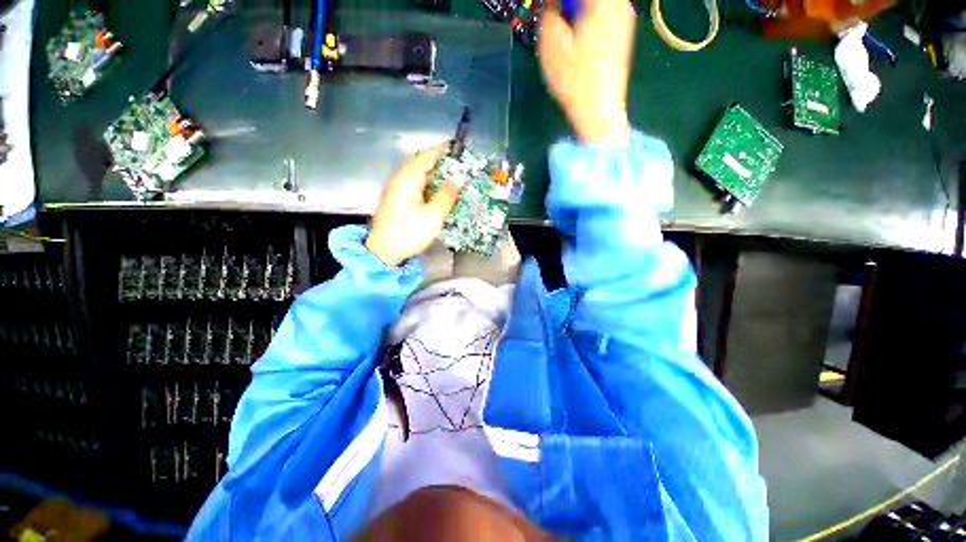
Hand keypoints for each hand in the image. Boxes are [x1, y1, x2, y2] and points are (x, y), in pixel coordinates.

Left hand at [366, 144, 460, 266]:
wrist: (384, 251)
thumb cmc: (409, 232)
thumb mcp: (433, 215)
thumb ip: (446, 195)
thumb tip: (456, 180)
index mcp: (407, 178)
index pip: (427, 156)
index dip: (443, 151)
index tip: (458, 148)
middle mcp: (400, 179)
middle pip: (422, 164)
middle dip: (441, 163)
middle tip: (460, 167)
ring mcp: (397, 189)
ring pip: (419, 175)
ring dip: (435, 175)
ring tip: (453, 179)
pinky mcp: (397, 200)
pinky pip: (415, 185)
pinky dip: (429, 185)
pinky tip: (439, 193)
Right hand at [538, 0, 634, 145]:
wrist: (599, 112)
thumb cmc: (574, 79)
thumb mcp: (551, 43)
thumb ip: (550, 12)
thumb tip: (554, 4)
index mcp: (602, 0)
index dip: (559, 2)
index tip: (549, 11)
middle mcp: (619, 3)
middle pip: (586, 1)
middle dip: (568, 7)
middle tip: (555, 20)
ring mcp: (624, 19)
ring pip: (595, 6)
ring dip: (577, 14)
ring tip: (564, 32)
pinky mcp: (623, 36)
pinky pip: (602, 15)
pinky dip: (587, 20)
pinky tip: (578, 41)